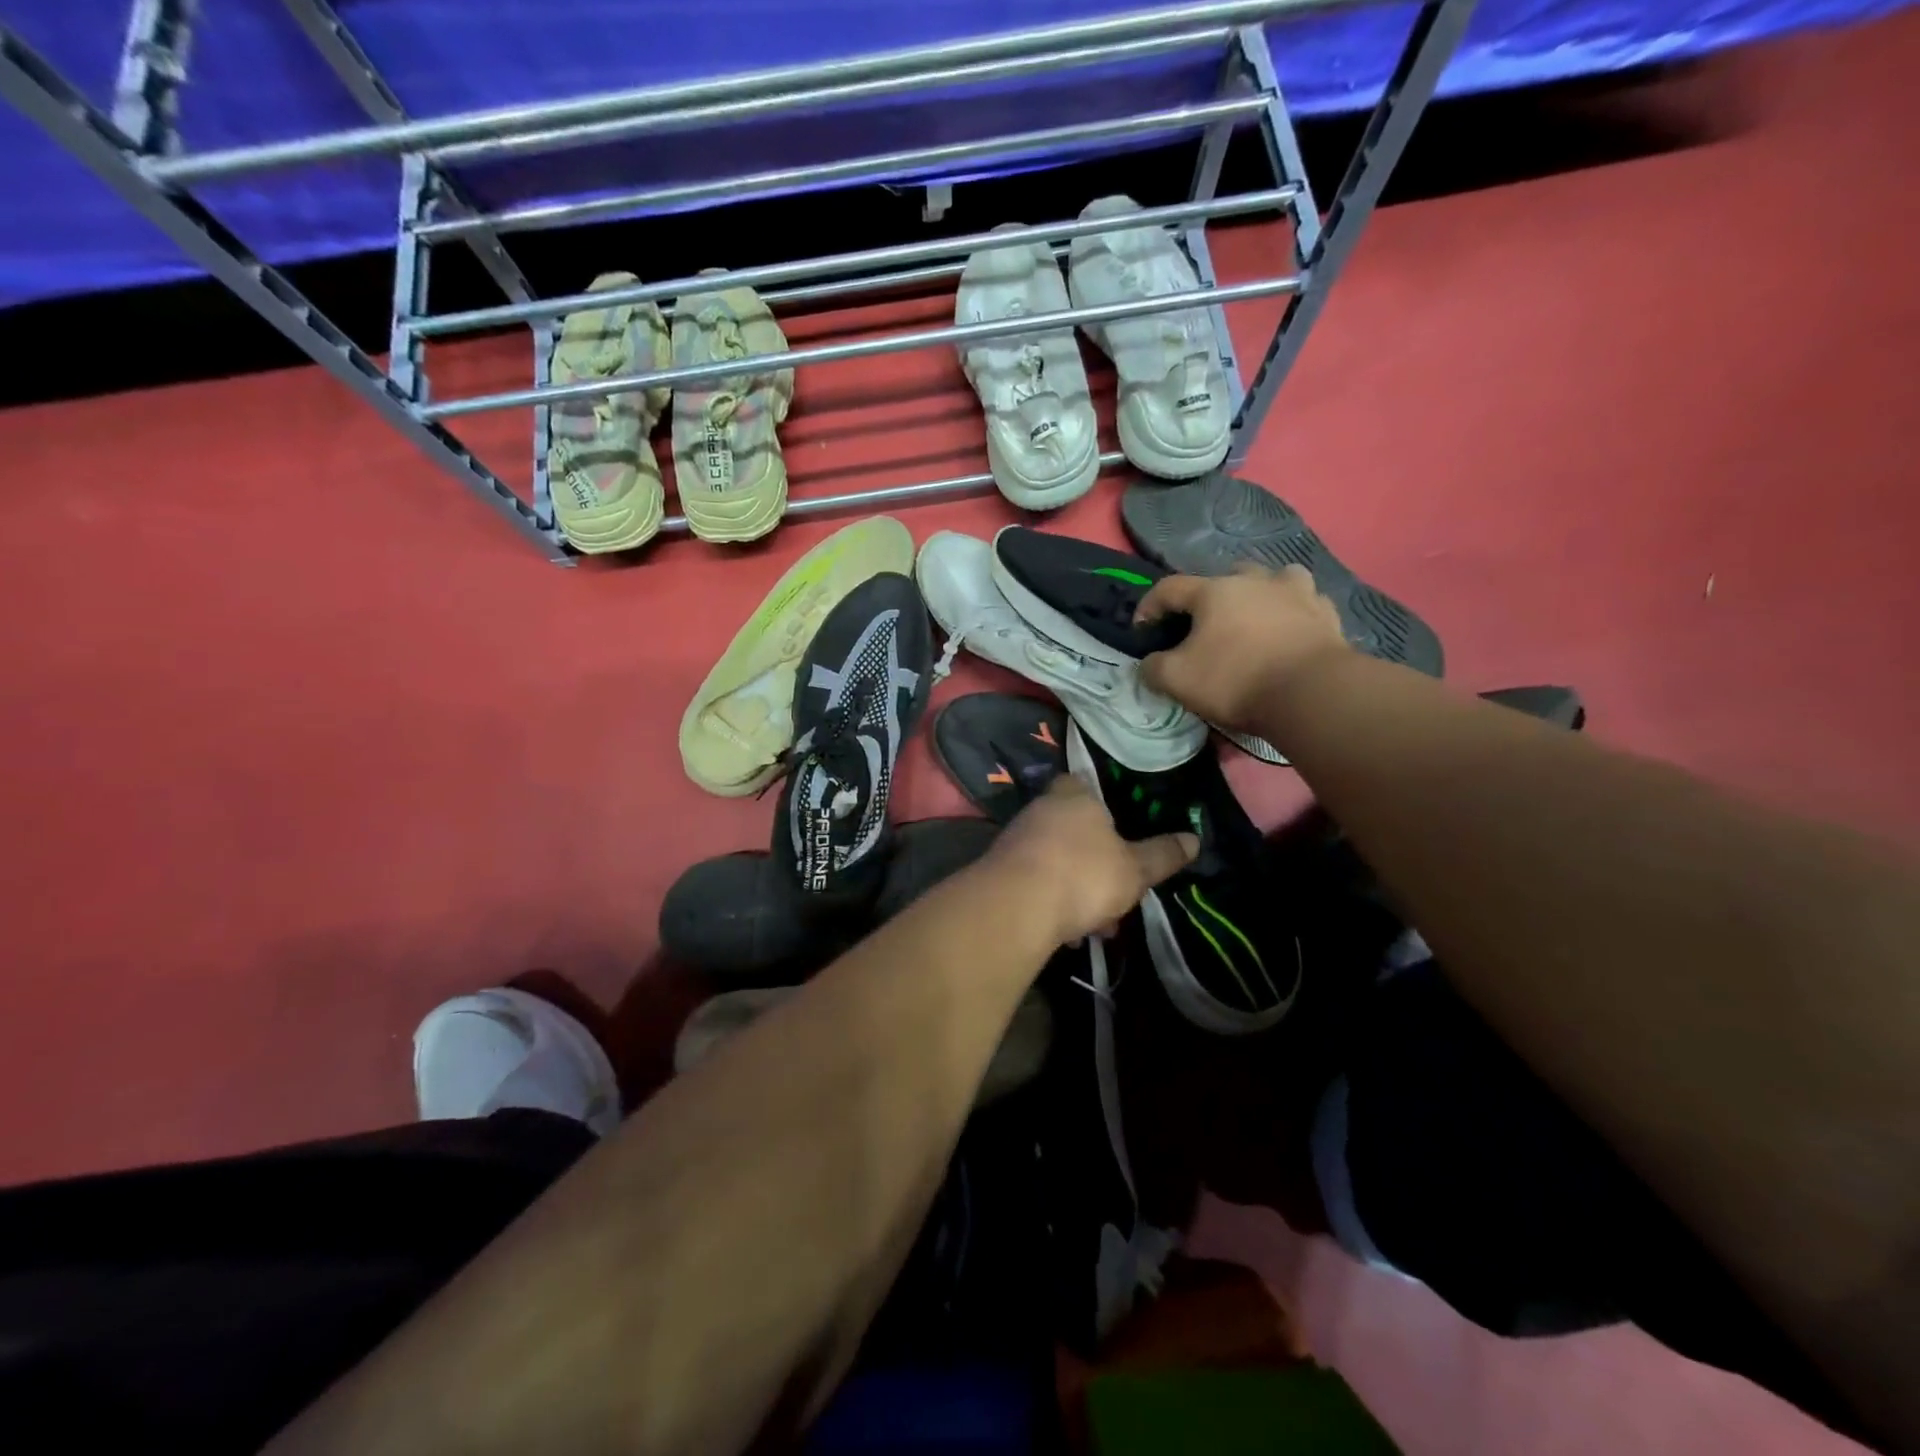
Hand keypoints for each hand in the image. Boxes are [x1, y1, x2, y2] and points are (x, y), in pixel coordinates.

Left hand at [984, 777, 1198, 946]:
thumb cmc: (1083, 874)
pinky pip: (1035, 884)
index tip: (1118, 830)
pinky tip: (1066, 934)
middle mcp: (1041, 809)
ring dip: (1075, 890)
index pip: (1084, 783)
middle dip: (1095, 863)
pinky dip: (1051, 904)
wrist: (1015, 907)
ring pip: (1055, 861)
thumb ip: (1162, 855)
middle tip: (1116, 894)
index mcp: (1073, 795)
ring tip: (1095, 926)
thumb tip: (1194, 839)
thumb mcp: (1134, 869)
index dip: (1101, 804)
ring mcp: (1016, 840)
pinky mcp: (999, 871)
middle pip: (1073, 829)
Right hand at [1135, 564, 1347, 731]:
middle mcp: (1255, 580)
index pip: (1169, 588)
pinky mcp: (1326, 614)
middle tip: (1202, 625)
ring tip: (1254, 615)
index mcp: (1214, 591)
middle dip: (1208, 597)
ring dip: (1260, 592)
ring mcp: (1296, 593)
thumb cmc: (1236, 680)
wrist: (1311, 693)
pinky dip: (1294, 612)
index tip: (1142, 630)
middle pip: (1225, 576)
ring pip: (1274, 578)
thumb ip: (1154, 668)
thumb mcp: (1177, 680)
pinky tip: (1290, 629)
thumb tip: (1149, 664)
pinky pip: (1306, 603)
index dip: (1149, 606)